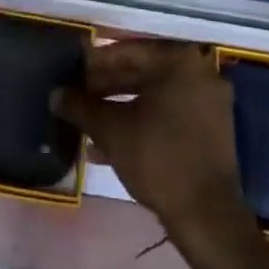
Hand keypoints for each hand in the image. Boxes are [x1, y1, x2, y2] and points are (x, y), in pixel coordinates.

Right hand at [53, 40, 246, 235]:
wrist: (206, 216)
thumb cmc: (158, 158)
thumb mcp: (112, 130)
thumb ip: (81, 107)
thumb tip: (55, 94)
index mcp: (180, 60)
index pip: (130, 51)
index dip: (97, 63)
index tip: (74, 72)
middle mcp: (199, 71)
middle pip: (144, 72)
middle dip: (107, 86)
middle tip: (78, 96)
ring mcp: (210, 101)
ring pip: (155, 95)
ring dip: (121, 106)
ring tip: (88, 120)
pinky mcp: (212, 129)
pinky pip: (170, 113)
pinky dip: (143, 121)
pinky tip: (110, 142)